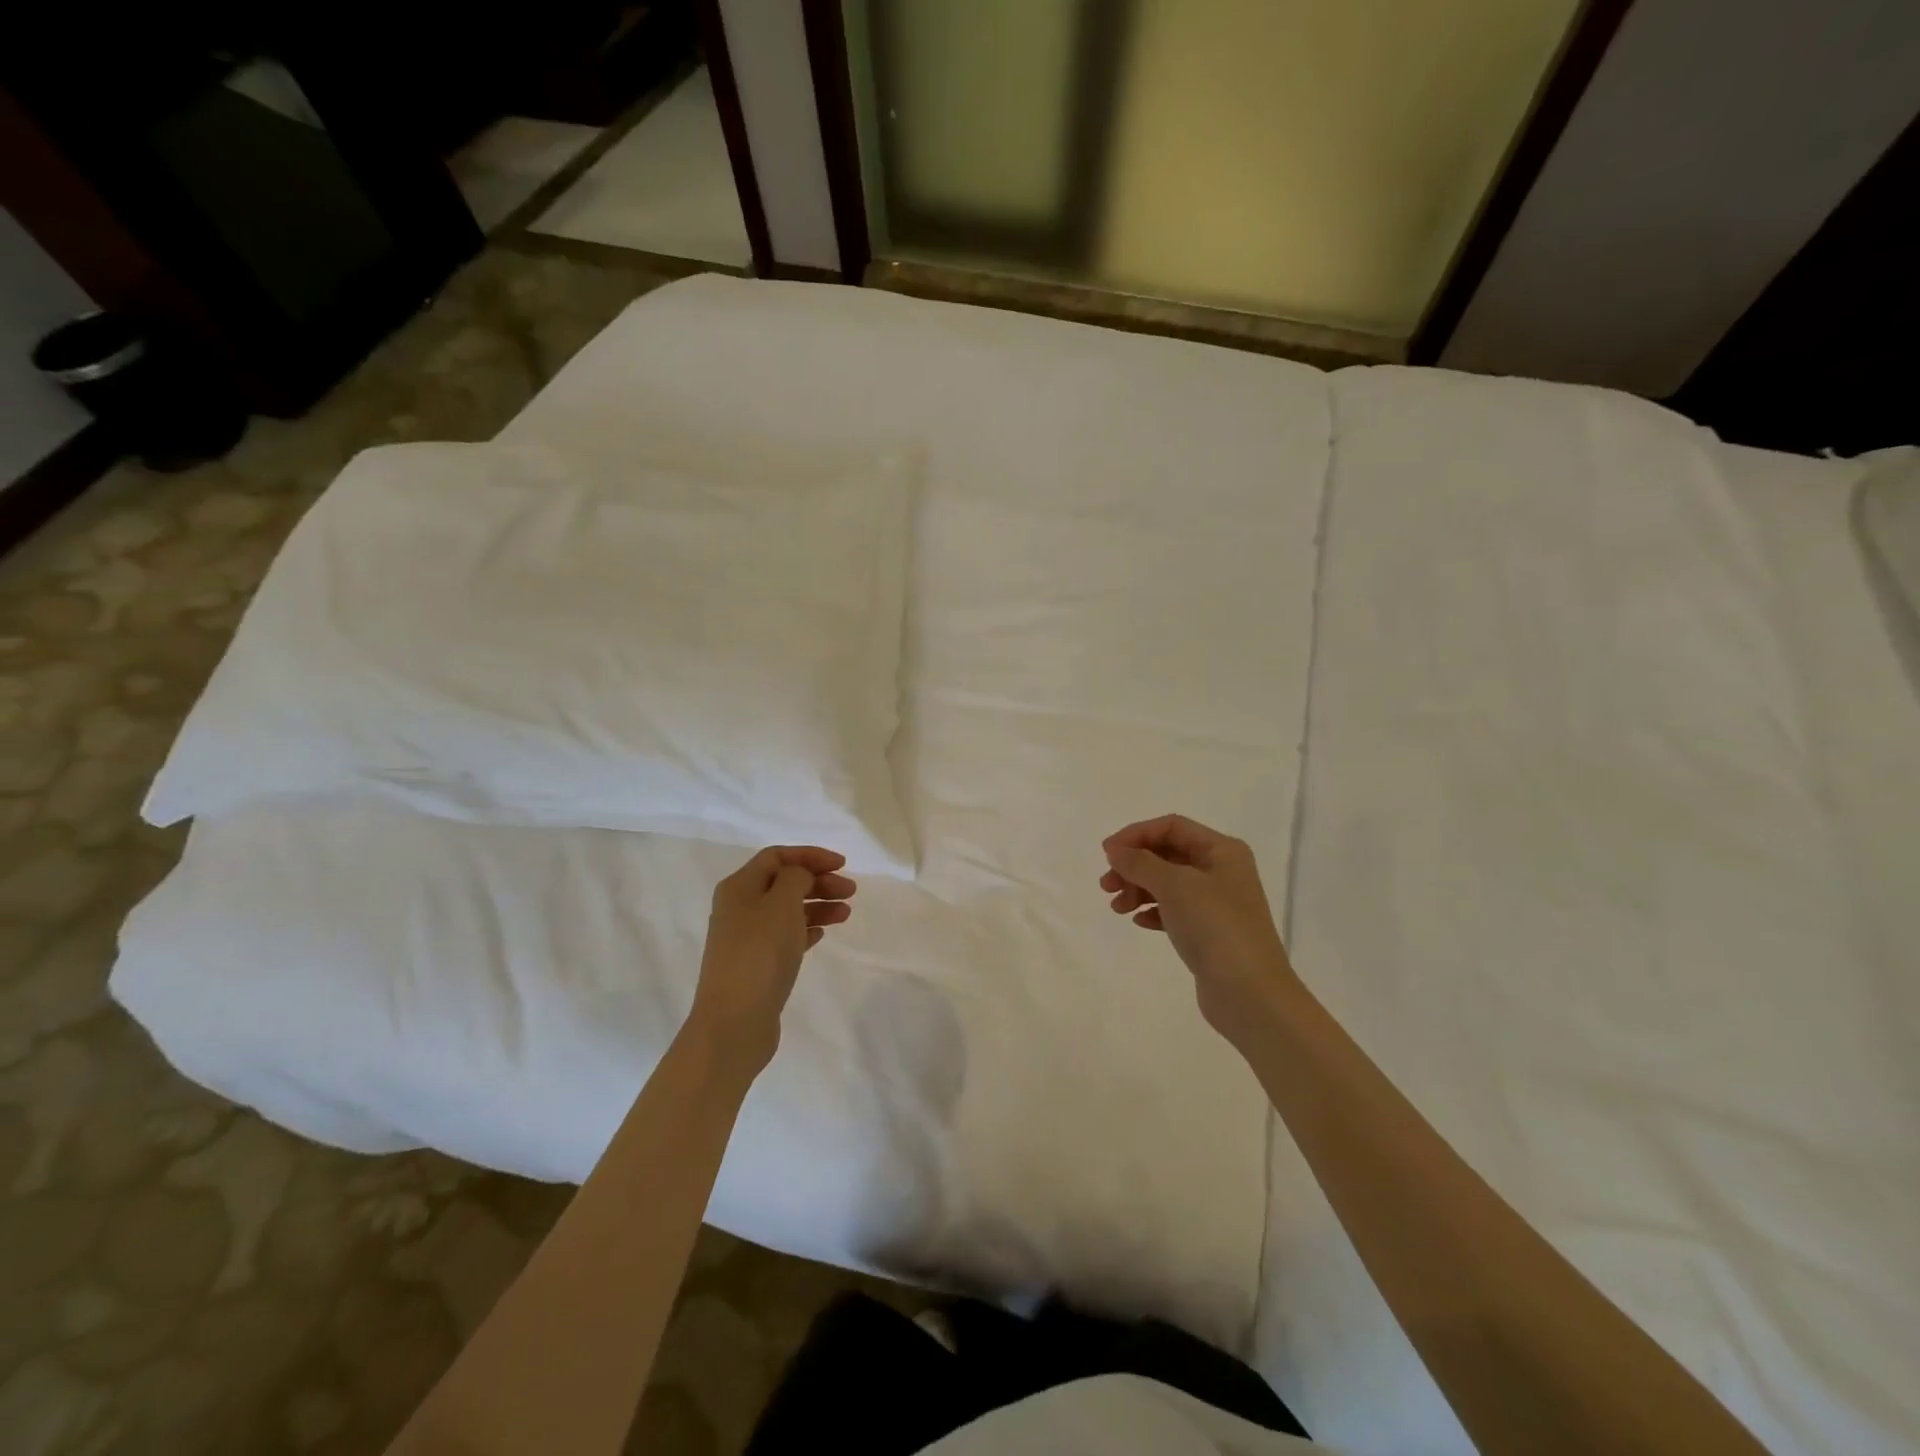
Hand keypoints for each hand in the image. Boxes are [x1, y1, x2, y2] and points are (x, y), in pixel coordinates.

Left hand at [688, 846, 855, 1074]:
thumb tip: (799, 877)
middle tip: (851, 891)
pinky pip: (785, 936)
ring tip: (846, 914)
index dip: (810, 855)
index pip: (777, 856)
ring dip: (818, 905)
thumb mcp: (781, 903)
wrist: (735, 1022)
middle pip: (783, 882)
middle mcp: (738, 908)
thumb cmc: (759, 954)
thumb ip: (795, 878)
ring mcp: (746, 938)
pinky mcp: (755, 965)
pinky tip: (823, 933)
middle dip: (818, 881)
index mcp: (739, 887)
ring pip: (787, 910)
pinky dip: (806, 929)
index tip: (843, 864)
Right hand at [1100, 814, 1299, 1049]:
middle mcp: (1222, 871)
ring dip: (1138, 889)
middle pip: (1167, 854)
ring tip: (1117, 908)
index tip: (1107, 854)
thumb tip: (1115, 850)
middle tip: (1106, 885)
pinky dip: (1153, 911)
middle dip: (1134, 865)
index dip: (1136, 835)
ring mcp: (1217, 903)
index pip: (1171, 827)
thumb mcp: (1174, 886)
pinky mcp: (1209, 932)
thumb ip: (1140, 863)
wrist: (1251, 995)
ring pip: (1167, 883)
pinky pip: (1173, 910)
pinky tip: (1139, 922)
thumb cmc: (1215, 928)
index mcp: (1222, 851)